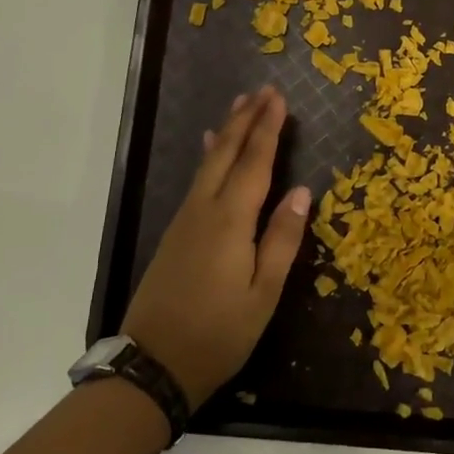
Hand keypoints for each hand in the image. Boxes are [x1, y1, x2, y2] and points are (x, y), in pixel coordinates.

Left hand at [121, 87, 311, 409]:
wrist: (153, 363)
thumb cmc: (219, 333)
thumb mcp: (263, 293)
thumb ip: (282, 239)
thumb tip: (300, 191)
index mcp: (230, 221)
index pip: (254, 163)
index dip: (268, 129)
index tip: (279, 99)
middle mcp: (204, 211)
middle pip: (225, 154)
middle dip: (245, 120)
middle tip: (260, 90)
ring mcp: (184, 221)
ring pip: (207, 164)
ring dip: (226, 132)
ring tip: (239, 107)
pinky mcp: (174, 234)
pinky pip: (196, 181)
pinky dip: (209, 157)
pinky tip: (208, 150)